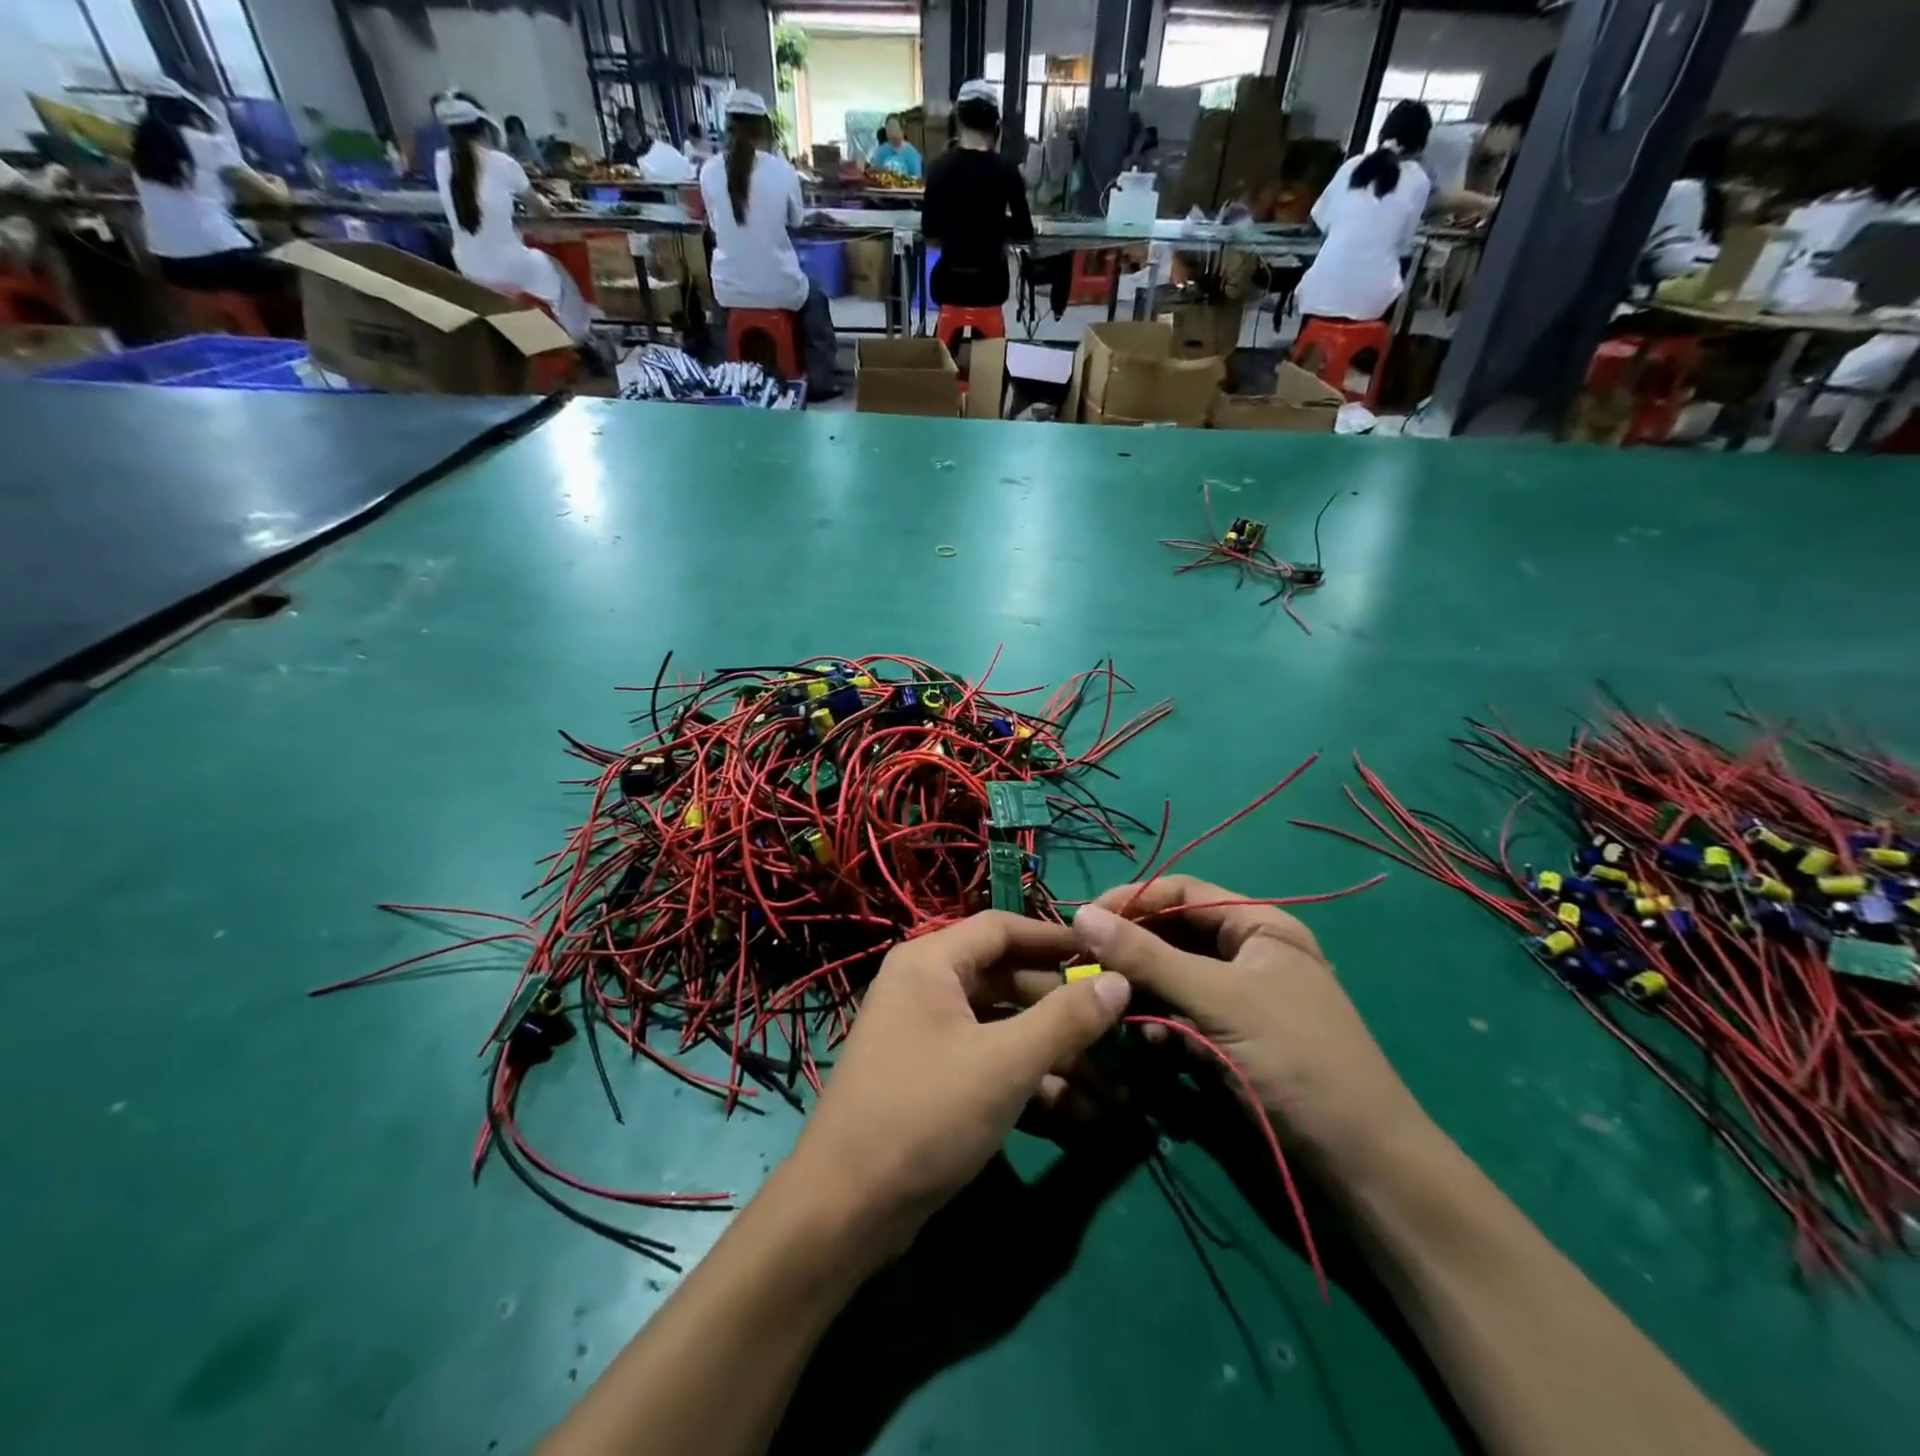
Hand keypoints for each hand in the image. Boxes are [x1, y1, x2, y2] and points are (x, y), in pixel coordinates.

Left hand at [783, 911, 1130, 1262]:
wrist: (845, 1210)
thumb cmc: (926, 1114)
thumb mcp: (1005, 1063)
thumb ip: (1066, 1019)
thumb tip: (1119, 979)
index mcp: (931, 963)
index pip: (1002, 928)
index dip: (1056, 939)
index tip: (1107, 953)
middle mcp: (927, 988)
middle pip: (1009, 981)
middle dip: (1065, 1013)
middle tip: (1120, 1035)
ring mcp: (928, 1036)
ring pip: (1005, 1029)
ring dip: (1057, 1057)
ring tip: (1114, 1093)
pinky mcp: (935, 1081)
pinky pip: (991, 1064)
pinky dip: (1031, 1083)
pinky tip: (1079, 1116)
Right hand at [1071, 877, 1424, 1177]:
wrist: (1360, 1165)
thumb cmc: (1296, 1060)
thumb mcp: (1218, 1000)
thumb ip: (1147, 956)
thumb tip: (1081, 914)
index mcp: (1259, 926)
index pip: (1182, 892)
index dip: (1133, 900)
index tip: (1084, 919)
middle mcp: (1247, 953)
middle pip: (1174, 934)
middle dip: (1132, 951)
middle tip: (1086, 968)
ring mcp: (1238, 999)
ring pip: (1172, 978)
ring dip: (1143, 992)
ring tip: (1117, 1010)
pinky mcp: (1229, 1039)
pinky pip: (1180, 1016)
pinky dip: (1160, 1025)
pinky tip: (1150, 1046)